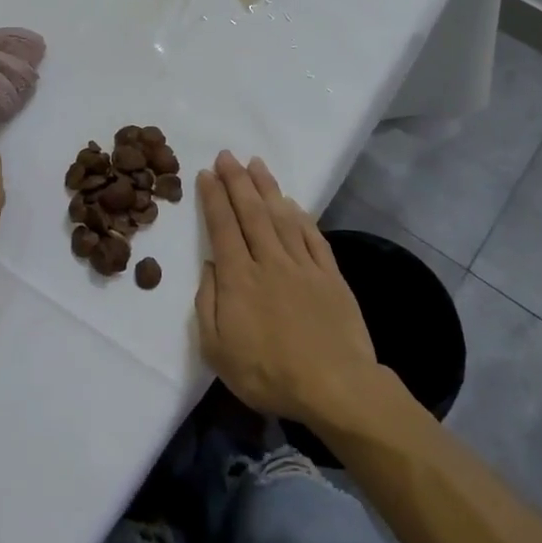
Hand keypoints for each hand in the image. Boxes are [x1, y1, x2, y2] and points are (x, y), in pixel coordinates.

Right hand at [194, 152, 380, 429]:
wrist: (334, 387)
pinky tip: (293, 202)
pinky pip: (312, 236)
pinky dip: (301, 215)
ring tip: (256, 163)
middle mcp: (269, 261)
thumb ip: (208, 303)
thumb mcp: (217, 349)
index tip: (206, 174)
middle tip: (227, 155)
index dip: (213, 197)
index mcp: (239, 278)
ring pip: (282, 216)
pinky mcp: (330, 276)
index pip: (222, 227)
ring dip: (267, 187)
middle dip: (236, 181)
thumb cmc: (268, 373)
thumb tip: (210, 266)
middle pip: (251, 212)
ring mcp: (303, 266)